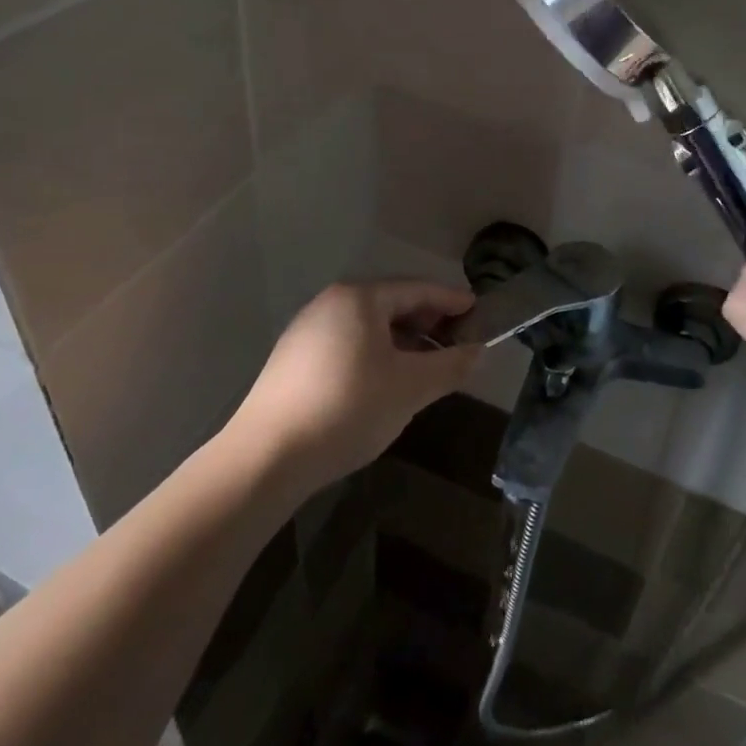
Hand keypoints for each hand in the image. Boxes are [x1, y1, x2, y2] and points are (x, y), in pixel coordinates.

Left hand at [230, 281, 480, 493]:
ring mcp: (308, 328)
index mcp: (360, 298)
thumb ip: (451, 366)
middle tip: (457, 342)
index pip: (418, 289)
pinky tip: (387, 381)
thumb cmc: (348, 408)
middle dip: (428, 321)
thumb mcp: (410, 387)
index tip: (479, 311)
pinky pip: (349, 343)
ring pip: (369, 325)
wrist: (266, 456)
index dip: (452, 300)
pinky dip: (377, 353)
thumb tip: (479, 352)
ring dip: (403, 340)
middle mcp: (331, 302)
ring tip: (427, 365)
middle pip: (392, 303)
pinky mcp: (294, 357)